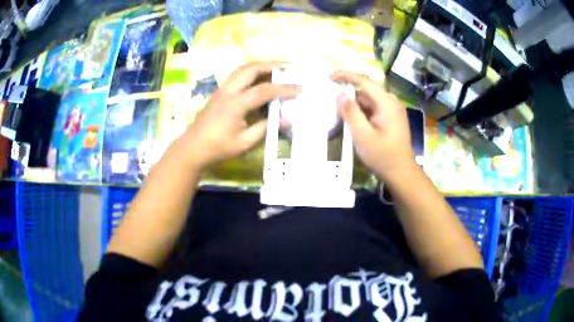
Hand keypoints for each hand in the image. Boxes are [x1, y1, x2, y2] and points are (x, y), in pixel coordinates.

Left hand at [175, 61, 299, 168]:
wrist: (193, 148)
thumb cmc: (218, 148)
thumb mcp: (245, 142)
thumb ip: (266, 128)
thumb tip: (287, 119)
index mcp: (235, 104)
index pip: (264, 90)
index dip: (284, 88)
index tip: (300, 88)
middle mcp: (228, 91)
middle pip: (251, 68)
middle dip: (271, 66)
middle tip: (288, 69)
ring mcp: (222, 89)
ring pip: (243, 69)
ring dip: (260, 66)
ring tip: (276, 71)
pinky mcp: (219, 92)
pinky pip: (238, 75)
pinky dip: (252, 73)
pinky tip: (259, 80)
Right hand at [330, 71, 413, 179]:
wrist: (401, 173)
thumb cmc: (383, 156)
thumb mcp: (363, 136)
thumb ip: (350, 113)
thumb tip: (340, 95)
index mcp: (387, 103)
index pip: (364, 81)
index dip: (345, 75)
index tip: (329, 77)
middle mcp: (391, 102)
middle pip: (366, 90)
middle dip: (348, 92)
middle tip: (330, 98)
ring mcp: (392, 110)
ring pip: (369, 100)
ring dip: (354, 104)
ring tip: (338, 112)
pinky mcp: (390, 118)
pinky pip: (373, 109)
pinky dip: (361, 112)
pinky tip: (352, 121)